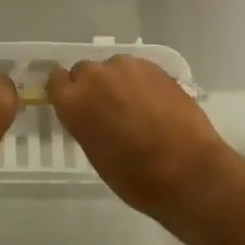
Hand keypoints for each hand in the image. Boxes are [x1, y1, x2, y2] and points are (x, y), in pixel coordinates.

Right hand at [47, 55, 241, 222]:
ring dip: (118, 82)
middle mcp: (96, 76)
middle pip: (85, 71)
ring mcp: (127, 67)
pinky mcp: (154, 66)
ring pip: (113, 68)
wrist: (189, 170)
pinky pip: (138, 70)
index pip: (56, 80)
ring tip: (137, 108)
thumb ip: (86, 124)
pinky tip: (156, 105)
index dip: (66, 92)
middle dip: (92, 87)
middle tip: (108, 111)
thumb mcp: (96, 154)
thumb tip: (91, 114)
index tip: (76, 106)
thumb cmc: (136, 177)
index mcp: (74, 101)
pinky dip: (141, 83)